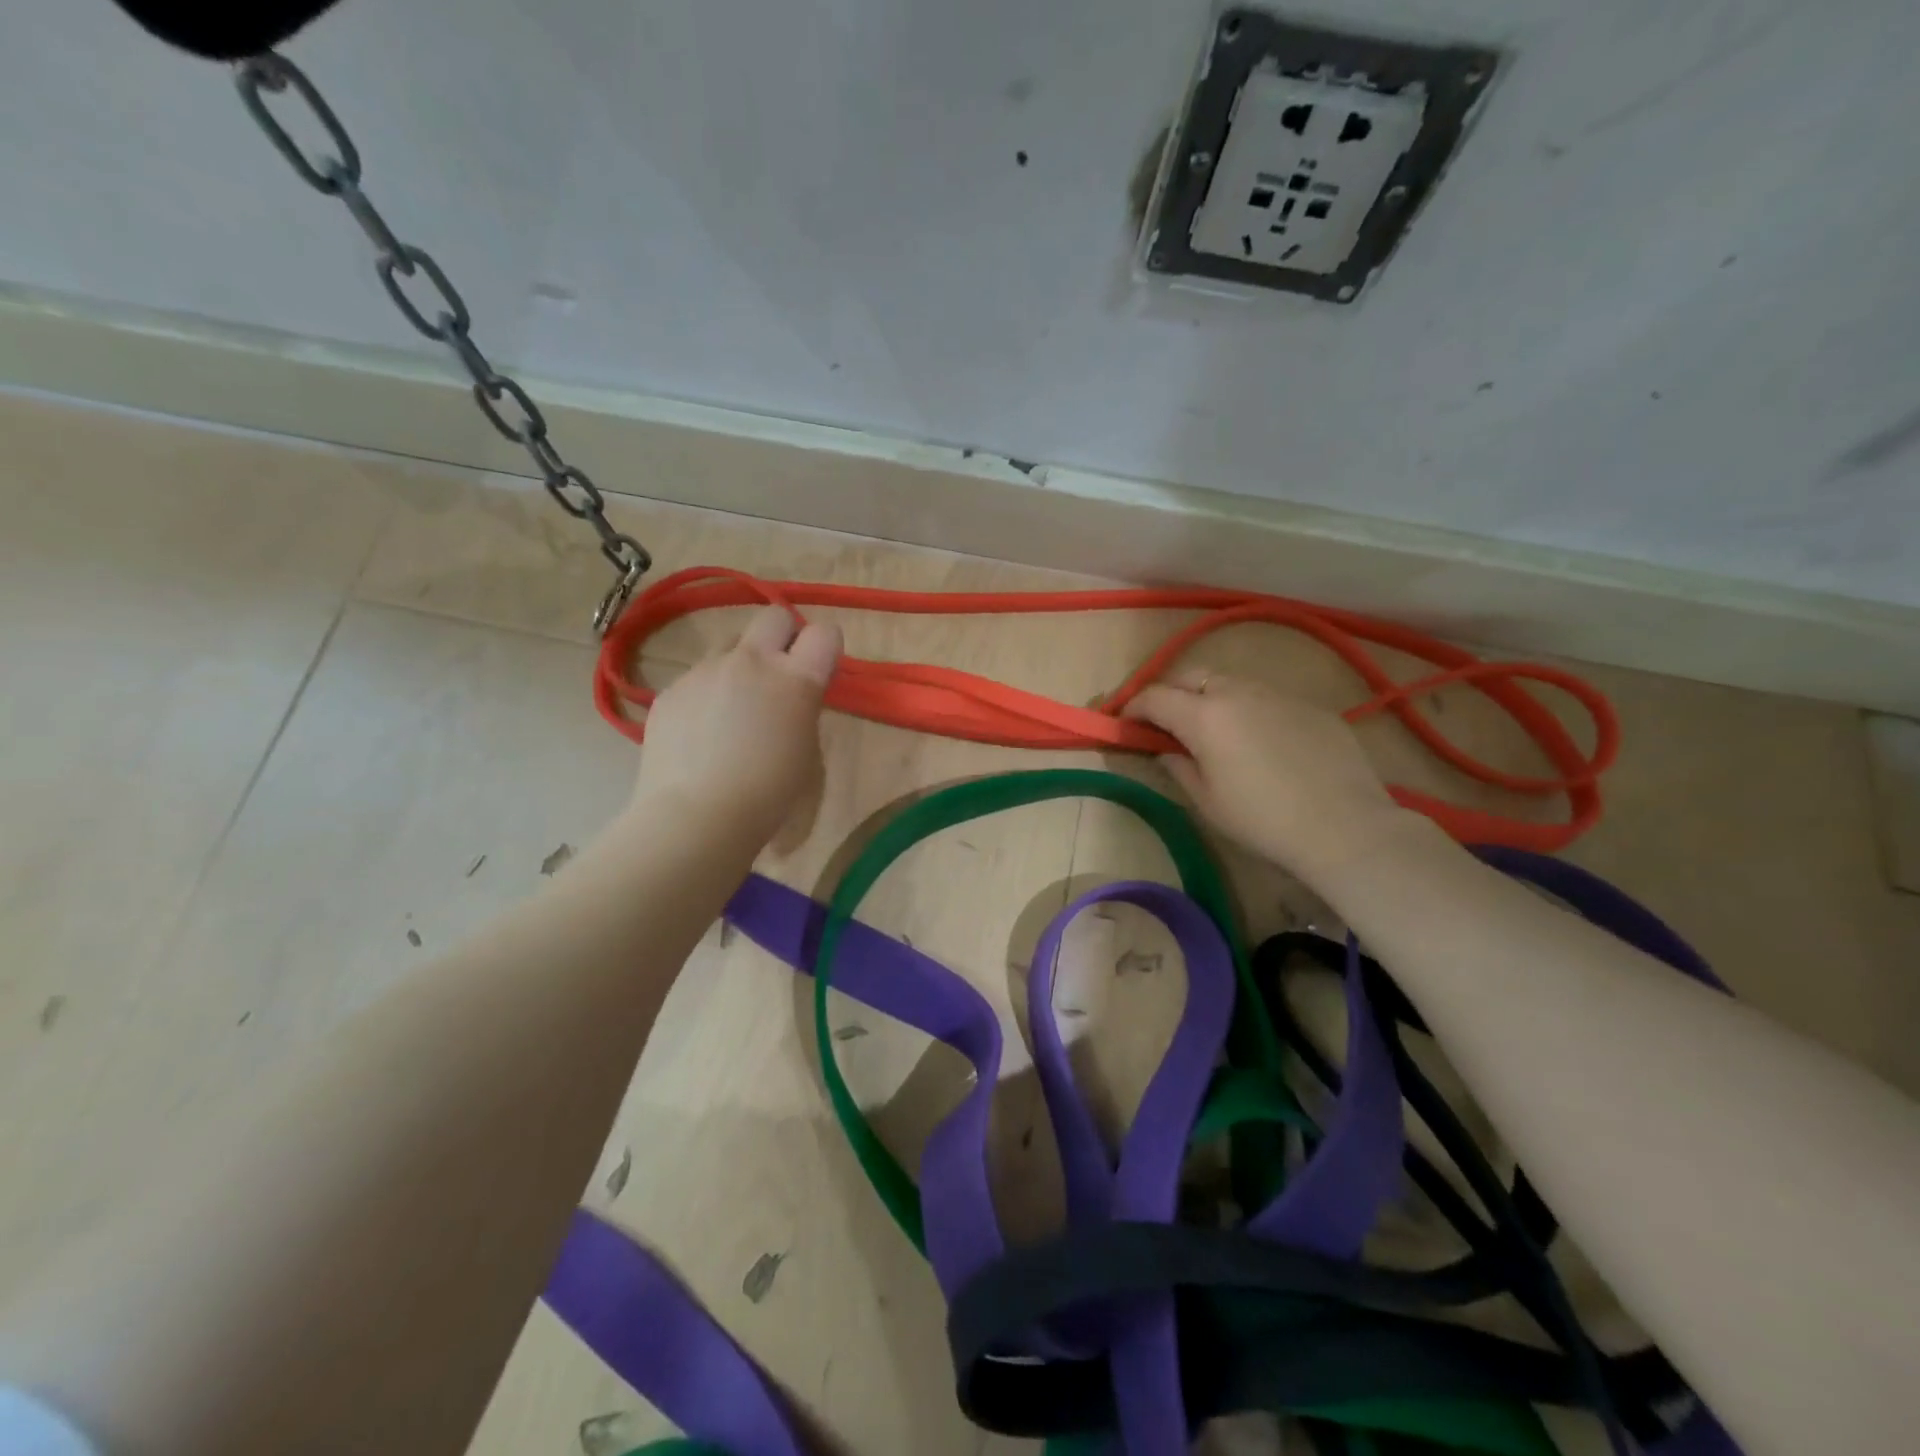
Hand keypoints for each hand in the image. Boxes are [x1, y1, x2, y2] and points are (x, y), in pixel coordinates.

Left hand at [631, 606, 842, 846]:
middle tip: (780, 674)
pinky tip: (700, 733)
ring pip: (729, 645)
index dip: (825, 647)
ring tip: (733, 709)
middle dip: (783, 635)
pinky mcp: (671, 689)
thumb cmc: (768, 795)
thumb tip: (791, 697)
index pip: (825, 632)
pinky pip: (697, 677)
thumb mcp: (806, 751)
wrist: (696, 816)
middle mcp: (750, 661)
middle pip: (774, 615)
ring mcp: (704, 671)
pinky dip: (706, 694)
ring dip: (740, 664)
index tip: (820, 668)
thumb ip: (802, 709)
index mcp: (795, 679)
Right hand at [1123, 670, 1413, 877]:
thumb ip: (1178, 766)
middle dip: (1170, 692)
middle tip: (1166, 721)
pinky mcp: (1311, 705)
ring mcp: (1278, 694)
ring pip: (1231, 683)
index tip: (1125, 723)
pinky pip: (1268, 699)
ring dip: (1211, 698)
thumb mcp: (1206, 801)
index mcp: (1204, 715)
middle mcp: (1238, 692)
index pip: (1154, 697)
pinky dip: (1251, 711)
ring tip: (1215, 731)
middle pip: (1191, 676)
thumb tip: (1166, 749)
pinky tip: (1264, 744)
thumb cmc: (1262, 820)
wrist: (1344, 827)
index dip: (1133, 707)